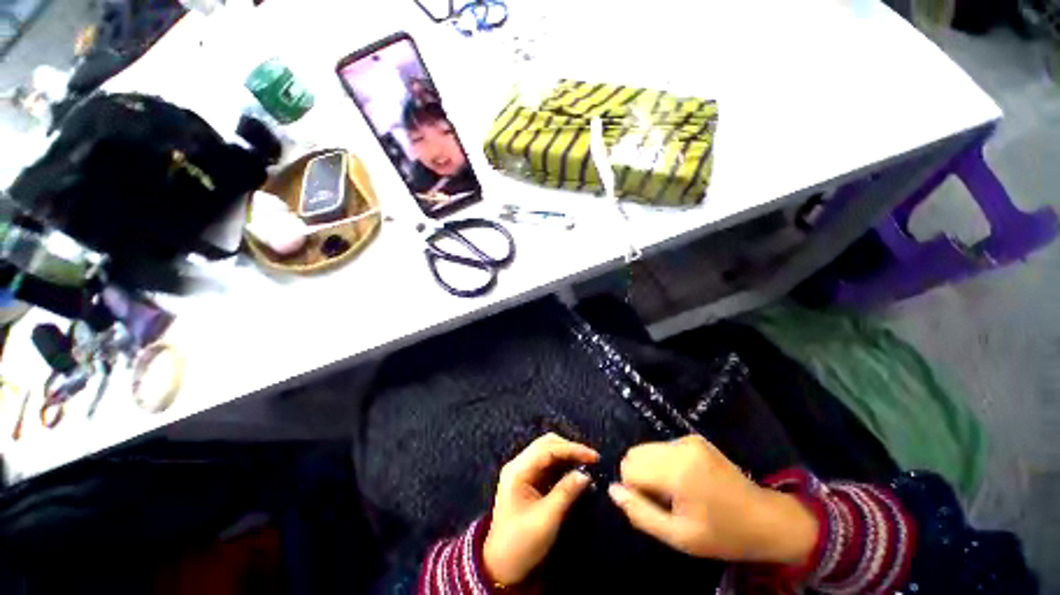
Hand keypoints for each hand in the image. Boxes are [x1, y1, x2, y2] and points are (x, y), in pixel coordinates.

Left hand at [483, 433, 599, 585]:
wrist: (501, 568)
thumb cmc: (522, 544)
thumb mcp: (546, 519)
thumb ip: (566, 492)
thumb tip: (586, 475)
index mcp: (518, 470)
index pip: (547, 449)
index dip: (572, 449)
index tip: (594, 456)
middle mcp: (519, 465)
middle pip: (547, 444)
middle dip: (569, 449)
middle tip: (591, 460)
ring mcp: (523, 472)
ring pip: (548, 452)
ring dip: (567, 456)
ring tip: (587, 465)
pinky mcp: (529, 481)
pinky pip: (548, 465)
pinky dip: (563, 466)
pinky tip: (575, 473)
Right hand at [608, 435, 817, 565]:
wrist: (766, 519)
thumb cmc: (722, 534)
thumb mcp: (679, 536)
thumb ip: (640, 513)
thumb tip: (612, 490)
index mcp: (676, 471)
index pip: (629, 468)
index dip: (634, 490)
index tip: (654, 507)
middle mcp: (679, 447)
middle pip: (634, 454)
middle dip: (640, 477)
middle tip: (663, 500)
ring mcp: (687, 439)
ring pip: (646, 449)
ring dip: (651, 469)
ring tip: (675, 491)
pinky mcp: (693, 438)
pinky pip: (662, 447)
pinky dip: (663, 463)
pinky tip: (684, 481)